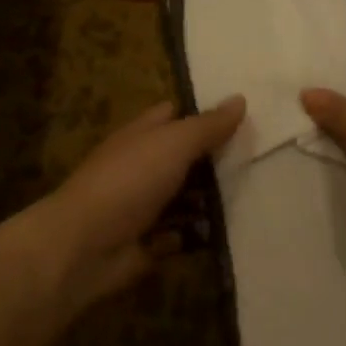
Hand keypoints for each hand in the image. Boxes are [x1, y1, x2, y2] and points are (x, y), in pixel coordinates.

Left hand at [39, 96, 245, 312]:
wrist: (84, 247)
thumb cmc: (128, 182)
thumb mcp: (173, 144)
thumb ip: (207, 125)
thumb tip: (240, 98)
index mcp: (141, 136)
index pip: (173, 115)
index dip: (202, 113)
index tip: (242, 117)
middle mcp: (140, 168)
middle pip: (183, 158)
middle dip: (215, 159)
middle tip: (260, 159)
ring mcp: (143, 206)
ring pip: (185, 197)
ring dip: (212, 199)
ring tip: (255, 195)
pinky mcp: (148, 242)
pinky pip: (181, 234)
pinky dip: (199, 234)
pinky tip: (229, 230)